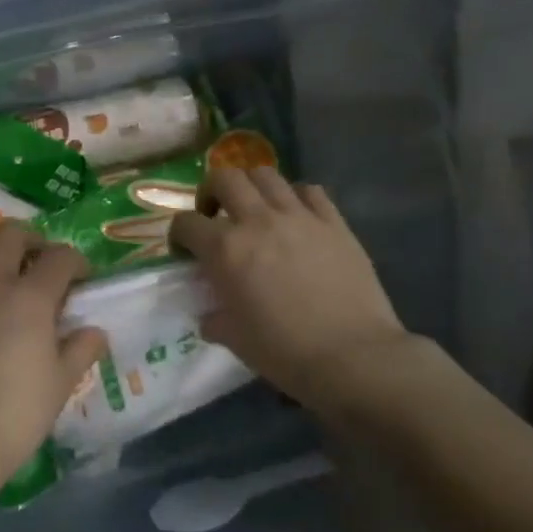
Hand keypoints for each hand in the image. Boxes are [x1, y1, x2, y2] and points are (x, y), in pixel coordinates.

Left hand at [0, 222, 107, 497]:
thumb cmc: (14, 415)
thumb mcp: (61, 385)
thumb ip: (80, 350)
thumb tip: (94, 331)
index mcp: (30, 297)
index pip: (60, 257)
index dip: (77, 262)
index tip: (82, 279)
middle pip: (12, 233)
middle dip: (34, 240)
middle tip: (42, 262)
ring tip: (3, 269)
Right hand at [170, 166, 412, 419]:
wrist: (354, 357)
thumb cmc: (285, 351)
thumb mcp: (235, 339)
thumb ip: (215, 319)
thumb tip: (210, 316)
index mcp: (225, 250)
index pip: (185, 223)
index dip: (179, 234)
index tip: (185, 250)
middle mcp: (258, 221)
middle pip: (224, 178)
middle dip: (211, 191)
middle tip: (215, 214)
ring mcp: (299, 216)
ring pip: (266, 174)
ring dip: (251, 187)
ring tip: (254, 209)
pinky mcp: (334, 222)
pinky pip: (310, 191)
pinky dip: (296, 196)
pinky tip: (296, 216)